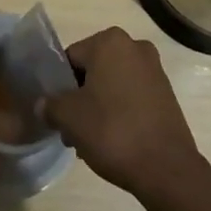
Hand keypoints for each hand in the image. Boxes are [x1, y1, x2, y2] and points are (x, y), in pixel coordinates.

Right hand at [43, 28, 205, 199]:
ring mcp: (154, 69)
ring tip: (92, 141)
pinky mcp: (166, 93)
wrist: (167, 168)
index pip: (71, 58)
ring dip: (99, 106)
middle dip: (80, 97)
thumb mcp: (69, 118)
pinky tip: (114, 140)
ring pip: (112, 84)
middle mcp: (134, 46)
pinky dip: (120, 111)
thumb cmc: (113, 131)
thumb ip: (50, 105)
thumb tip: (43, 104)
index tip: (59, 114)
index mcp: (110, 41)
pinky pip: (132, 96)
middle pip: (93, 70)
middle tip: (73, 130)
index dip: (60, 86)